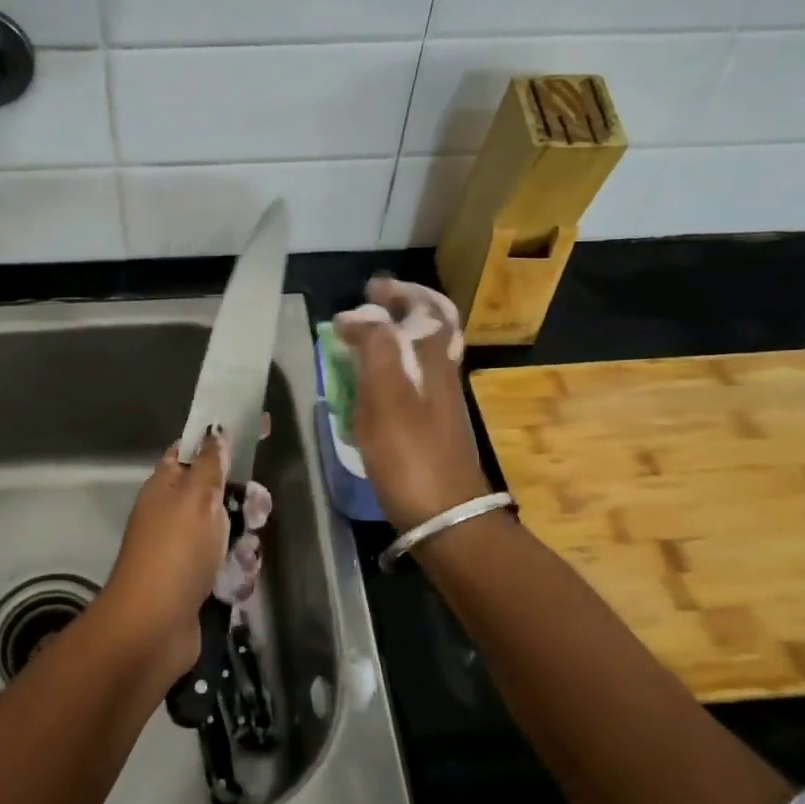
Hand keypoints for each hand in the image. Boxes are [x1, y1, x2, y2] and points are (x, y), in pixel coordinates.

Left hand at [96, 434, 232, 677]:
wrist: (153, 628)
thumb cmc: (175, 551)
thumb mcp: (196, 497)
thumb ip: (211, 463)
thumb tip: (215, 432)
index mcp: (166, 486)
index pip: (192, 450)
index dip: (221, 440)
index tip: (256, 432)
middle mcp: (174, 514)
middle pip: (219, 494)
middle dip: (244, 503)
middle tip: (256, 512)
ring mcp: (184, 550)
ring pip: (229, 532)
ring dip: (243, 544)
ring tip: (242, 558)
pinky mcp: (197, 583)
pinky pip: (227, 567)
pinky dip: (237, 575)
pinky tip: (237, 585)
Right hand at [332, 278, 490, 532]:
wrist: (445, 515)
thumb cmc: (409, 453)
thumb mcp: (385, 394)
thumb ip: (374, 346)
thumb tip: (359, 315)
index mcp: (433, 358)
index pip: (428, 308)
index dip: (402, 292)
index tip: (370, 288)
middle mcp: (442, 373)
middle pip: (431, 328)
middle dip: (402, 311)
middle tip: (370, 307)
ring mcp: (440, 401)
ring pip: (422, 354)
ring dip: (396, 338)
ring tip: (363, 340)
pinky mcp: (431, 427)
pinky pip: (413, 382)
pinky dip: (392, 370)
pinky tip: (371, 386)